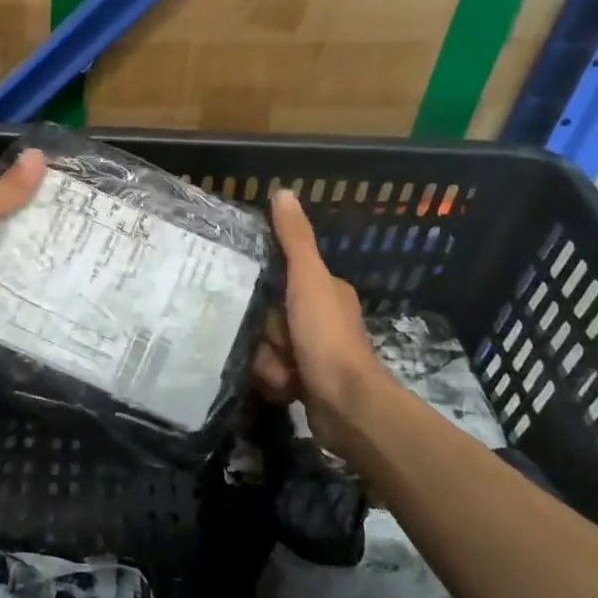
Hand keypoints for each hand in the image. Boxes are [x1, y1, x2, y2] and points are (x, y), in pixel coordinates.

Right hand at [253, 190, 384, 450]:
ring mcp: (316, 351)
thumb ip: (294, 240)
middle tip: (271, 341)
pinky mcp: (308, 382)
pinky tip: (282, 388)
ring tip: (280, 371)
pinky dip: (274, 381)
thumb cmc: (326, 338)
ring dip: (267, 360)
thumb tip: (283, 191)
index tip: (249, 296)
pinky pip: (274, 372)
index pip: (282, 277)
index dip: (265, 290)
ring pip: (268, 345)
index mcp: (326, 290)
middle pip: (270, 316)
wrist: (347, 406)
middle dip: (265, 333)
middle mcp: (323, 317)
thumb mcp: (308, 281)